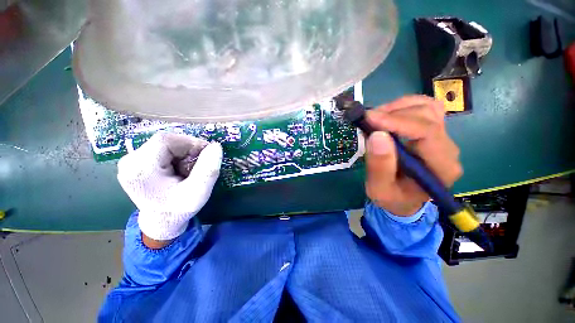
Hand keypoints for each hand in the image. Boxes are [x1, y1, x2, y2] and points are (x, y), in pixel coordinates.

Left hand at [117, 133, 222, 244]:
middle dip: (188, 150)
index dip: (191, 143)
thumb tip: (216, 146)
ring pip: (166, 144)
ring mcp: (131, 161)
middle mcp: (130, 161)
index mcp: (140, 170)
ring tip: (189, 170)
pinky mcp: (137, 162)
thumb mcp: (199, 192)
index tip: (207, 154)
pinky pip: (162, 149)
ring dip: (184, 154)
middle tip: (199, 165)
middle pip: (166, 141)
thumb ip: (209, 169)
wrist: (161, 222)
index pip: (166, 140)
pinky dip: (178, 156)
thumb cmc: (179, 210)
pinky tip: (180, 169)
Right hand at [365, 96, 462, 215]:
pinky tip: (386, 116)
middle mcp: (448, 149)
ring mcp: (442, 138)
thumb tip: (377, 135)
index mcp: (441, 167)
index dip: (397, 122)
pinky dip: (403, 107)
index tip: (369, 118)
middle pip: (428, 116)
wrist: (404, 199)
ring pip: (428, 107)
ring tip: (375, 118)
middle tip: (367, 120)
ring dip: (398, 107)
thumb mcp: (380, 189)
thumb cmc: (393, 198)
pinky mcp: (433, 133)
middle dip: (394, 113)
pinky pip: (424, 109)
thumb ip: (379, 166)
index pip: (427, 133)